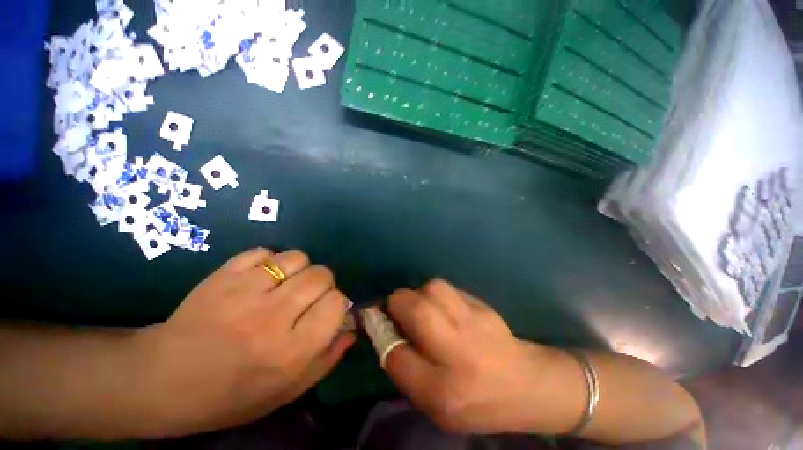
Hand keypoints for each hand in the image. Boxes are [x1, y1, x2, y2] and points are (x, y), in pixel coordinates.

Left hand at [136, 248, 354, 435]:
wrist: (163, 381)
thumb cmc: (231, 395)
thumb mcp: (287, 390)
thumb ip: (327, 358)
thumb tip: (352, 327)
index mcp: (290, 351)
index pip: (336, 303)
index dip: (337, 303)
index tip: (326, 310)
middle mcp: (271, 318)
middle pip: (321, 275)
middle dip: (322, 283)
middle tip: (307, 296)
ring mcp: (244, 292)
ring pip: (296, 258)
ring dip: (299, 268)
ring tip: (286, 283)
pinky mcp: (222, 276)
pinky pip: (264, 252)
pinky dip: (269, 261)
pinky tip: (261, 277)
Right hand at [383, 279, 558, 433]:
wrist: (526, 384)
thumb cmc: (477, 402)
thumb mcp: (436, 404)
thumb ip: (406, 371)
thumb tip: (386, 333)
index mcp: (441, 389)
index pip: (395, 354)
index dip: (382, 334)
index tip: (379, 325)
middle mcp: (457, 352)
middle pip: (415, 310)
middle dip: (397, 303)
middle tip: (396, 308)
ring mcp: (472, 322)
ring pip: (433, 289)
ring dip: (419, 294)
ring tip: (421, 305)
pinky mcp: (481, 305)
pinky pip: (448, 288)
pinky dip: (437, 293)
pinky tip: (442, 305)